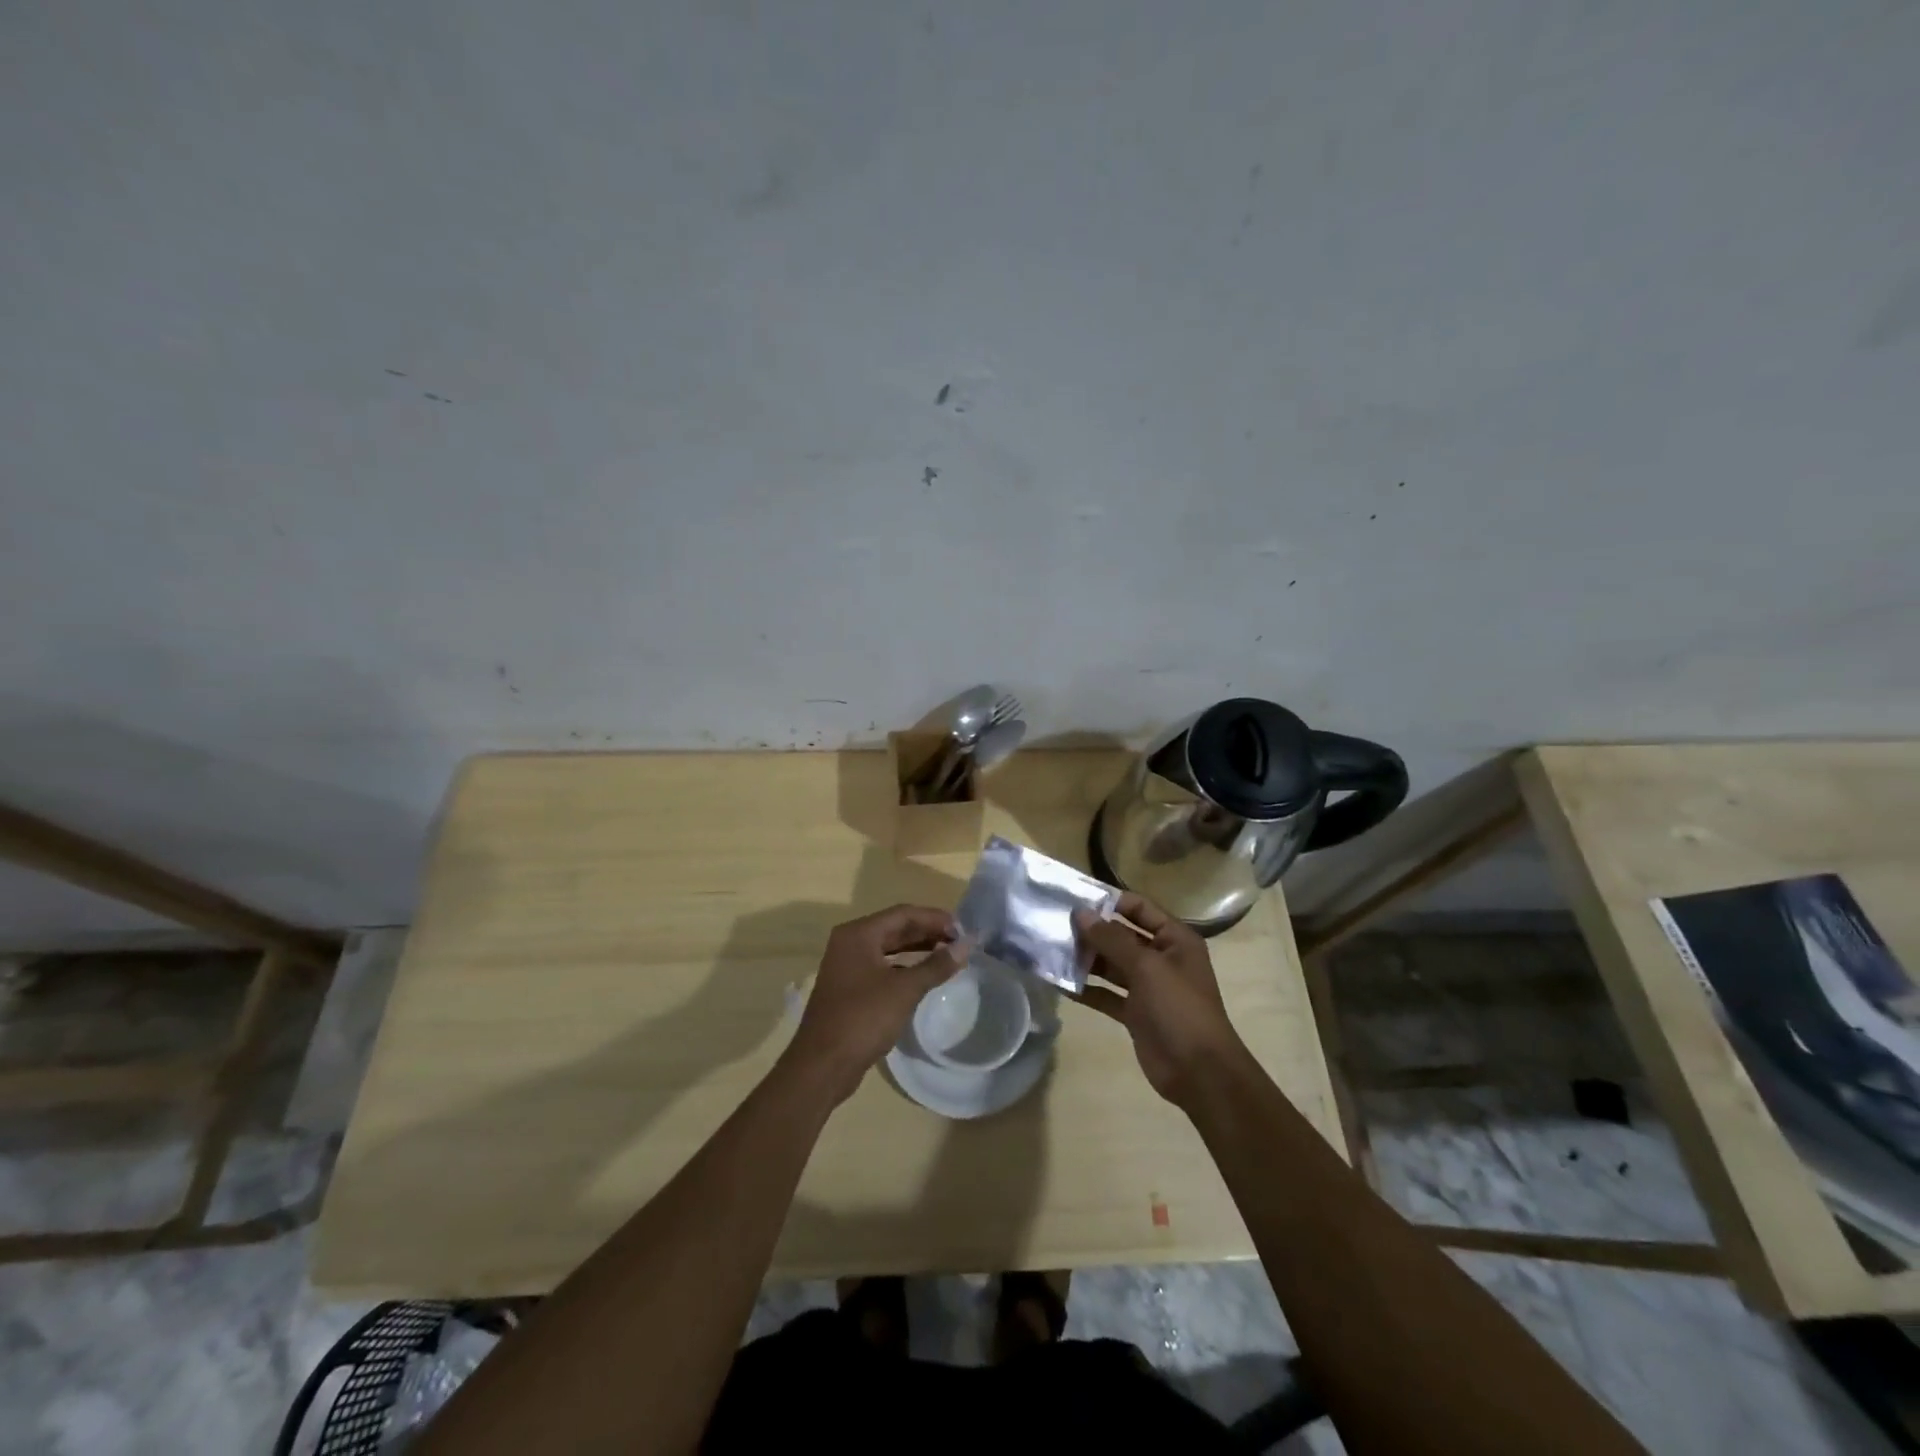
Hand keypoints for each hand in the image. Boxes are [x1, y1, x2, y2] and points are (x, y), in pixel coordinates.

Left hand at [784, 904, 967, 1103]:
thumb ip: (936, 965)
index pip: (903, 914)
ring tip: (948, 956)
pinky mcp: (850, 988)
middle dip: (928, 933)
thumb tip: (966, 945)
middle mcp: (850, 943)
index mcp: (858, 934)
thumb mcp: (905, 990)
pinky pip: (883, 967)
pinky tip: (925, 976)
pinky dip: (905, 967)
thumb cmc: (863, 1019)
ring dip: (918, 949)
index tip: (963, 929)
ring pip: (889, 948)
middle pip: (895, 928)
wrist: (822, 1066)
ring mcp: (848, 966)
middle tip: (959, 942)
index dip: (935, 918)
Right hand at [1072, 893, 1250, 1106]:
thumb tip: (1081, 913)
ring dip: (1086, 960)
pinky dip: (1087, 989)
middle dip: (1092, 931)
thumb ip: (1112, 939)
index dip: (1110, 901)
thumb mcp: (1146, 967)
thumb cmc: (1178, 1008)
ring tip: (1052, 951)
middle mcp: (1161, 958)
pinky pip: (1107, 994)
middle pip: (1122, 936)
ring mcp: (1148, 987)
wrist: (1199, 1073)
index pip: (1139, 908)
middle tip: (1055, 925)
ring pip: (1112, 965)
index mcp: (1174, 939)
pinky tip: (1061, 984)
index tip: (1075, 899)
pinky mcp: (1135, 1013)